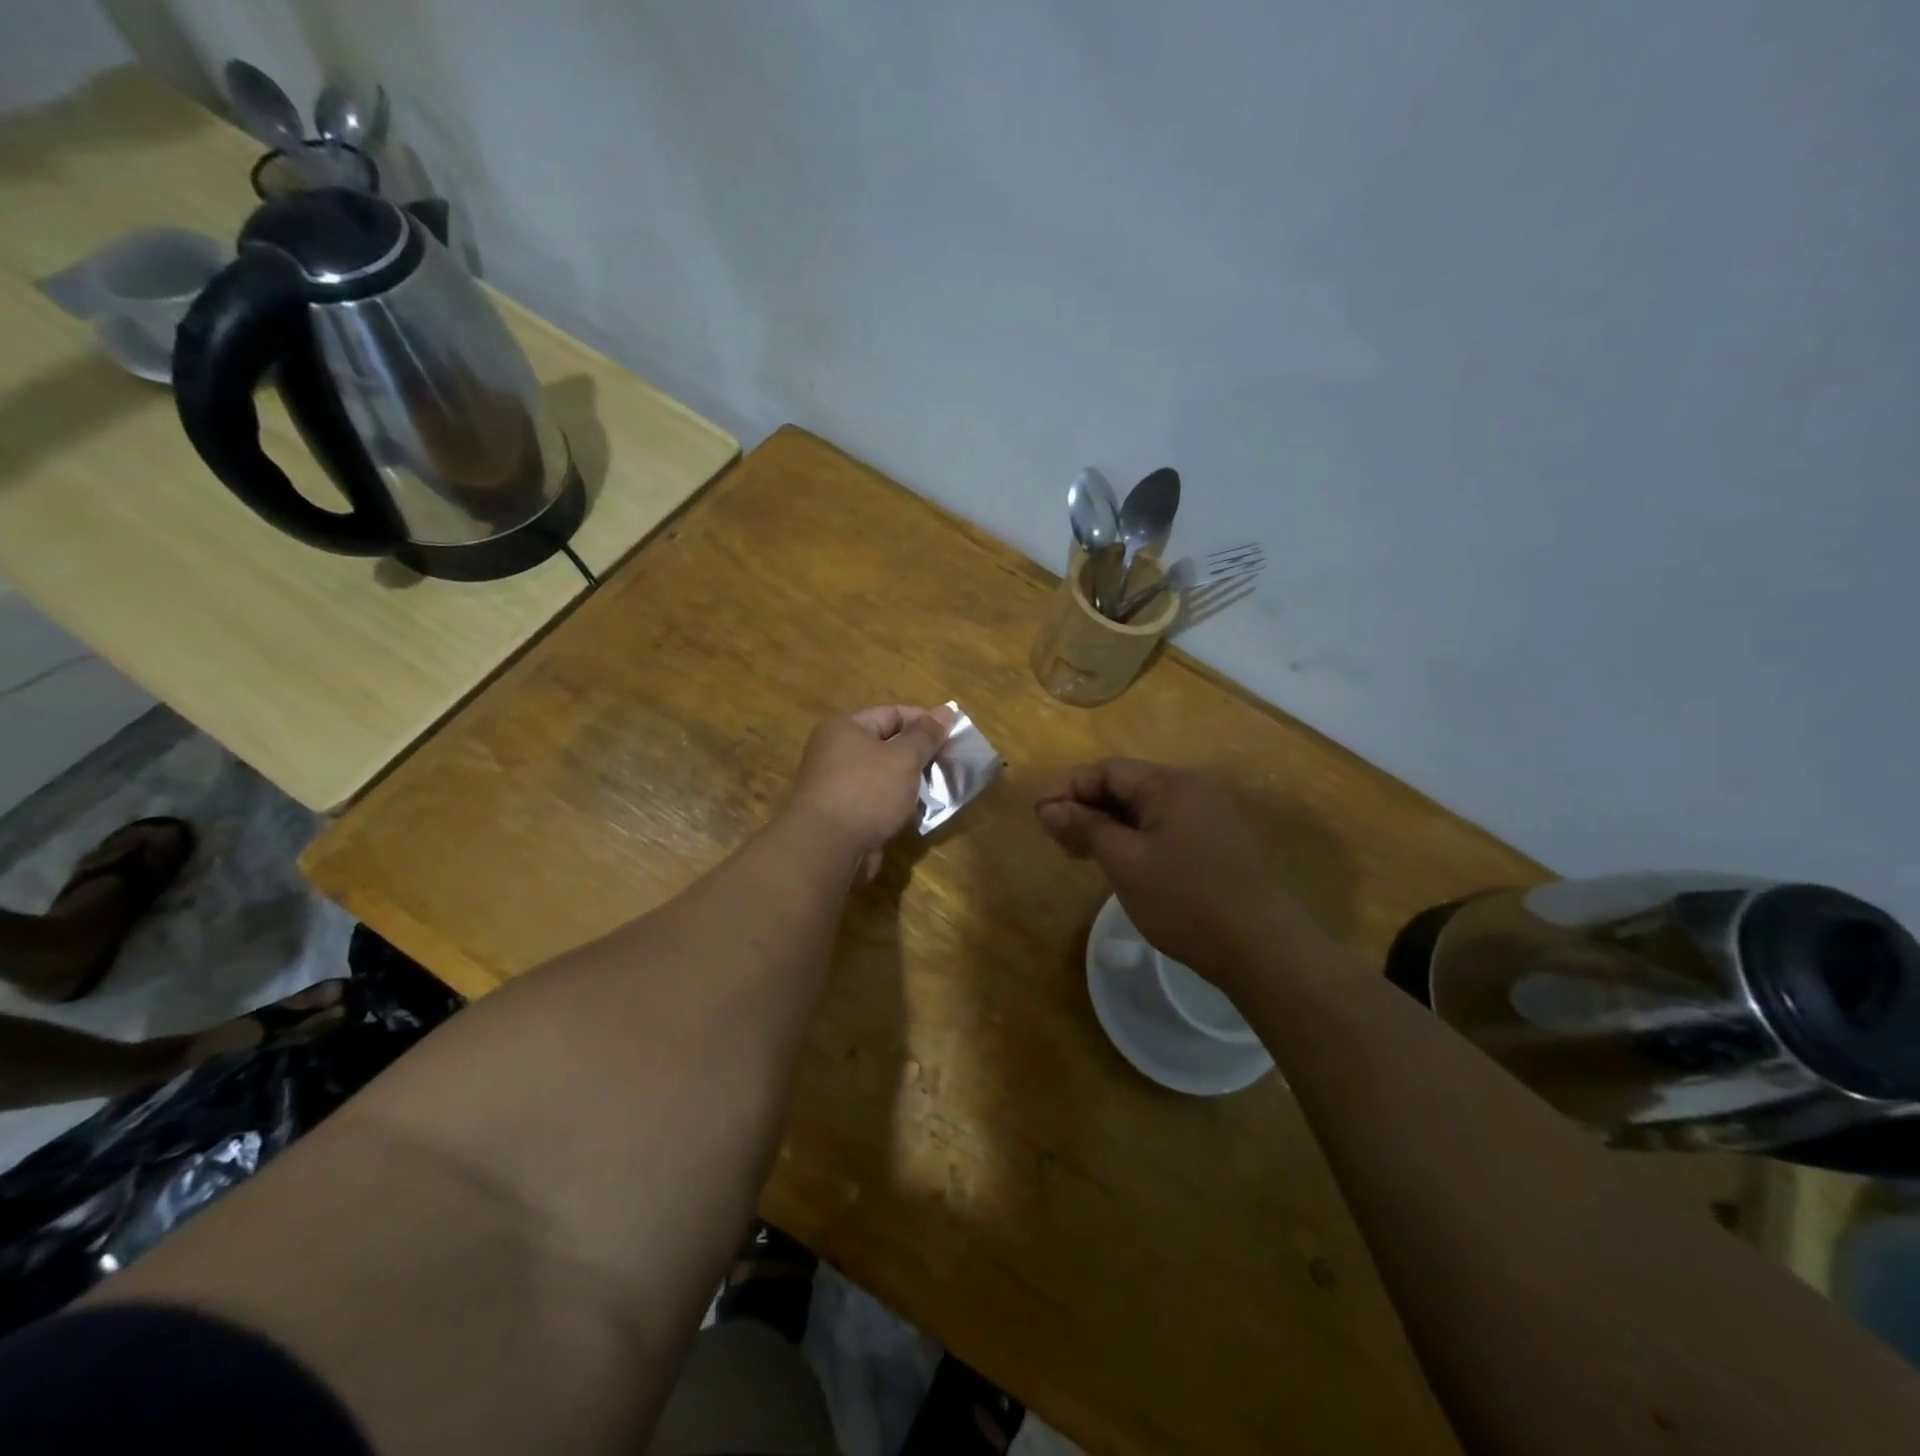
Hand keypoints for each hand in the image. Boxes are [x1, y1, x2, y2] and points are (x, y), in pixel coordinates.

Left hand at [789, 705, 955, 880]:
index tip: (953, 734)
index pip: (891, 713)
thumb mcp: (904, 758)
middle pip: (885, 744)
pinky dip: (894, 803)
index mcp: (845, 728)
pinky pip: (874, 799)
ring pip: (882, 775)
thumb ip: (926, 735)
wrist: (827, 849)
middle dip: (918, 754)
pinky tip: (915, 812)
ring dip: (908, 781)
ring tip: (937, 789)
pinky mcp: (840, 813)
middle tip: (948, 763)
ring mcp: (835, 784)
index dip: (924, 721)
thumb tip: (946, 710)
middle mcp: (835, 751)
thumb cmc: (867, 792)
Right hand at [1035, 760, 1336, 994]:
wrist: (1260, 948)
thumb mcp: (1125, 862)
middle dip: (1086, 807)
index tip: (1039, 816)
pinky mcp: (1213, 843)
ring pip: (1142, 810)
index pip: (1108, 771)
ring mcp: (1206, 817)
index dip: (1068, 789)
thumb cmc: (1185, 899)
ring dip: (1106, 825)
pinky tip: (1117, 863)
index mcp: (1171, 784)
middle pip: (1125, 786)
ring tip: (1077, 853)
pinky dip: (1132, 839)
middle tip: (1055, 838)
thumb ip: (1085, 828)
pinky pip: (1161, 828)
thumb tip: (1048, 808)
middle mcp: (1191, 790)